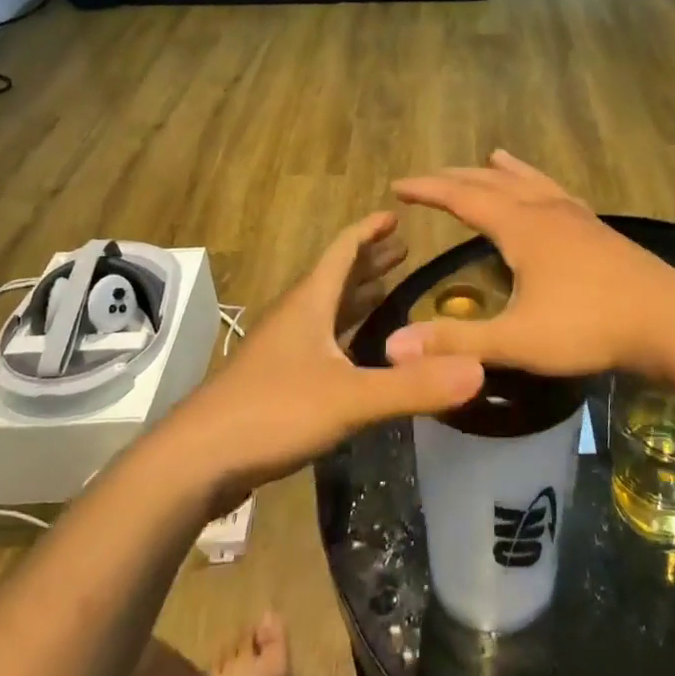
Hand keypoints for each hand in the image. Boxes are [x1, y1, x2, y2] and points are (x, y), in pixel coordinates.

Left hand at [170, 213, 484, 498]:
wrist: (196, 461)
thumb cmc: (272, 412)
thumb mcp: (350, 399)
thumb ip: (413, 386)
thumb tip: (478, 368)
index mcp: (310, 303)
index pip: (343, 250)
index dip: (369, 230)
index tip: (396, 214)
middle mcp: (296, 317)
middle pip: (336, 276)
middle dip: (370, 260)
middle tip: (404, 250)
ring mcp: (282, 350)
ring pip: (326, 309)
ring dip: (357, 294)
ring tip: (388, 289)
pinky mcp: (276, 381)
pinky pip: (319, 341)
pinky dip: (344, 332)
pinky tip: (357, 353)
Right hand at [383, 151, 674, 378]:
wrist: (667, 319)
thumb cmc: (588, 326)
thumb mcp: (517, 340)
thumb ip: (456, 342)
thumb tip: (392, 346)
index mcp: (520, 226)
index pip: (462, 198)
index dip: (428, 190)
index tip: (398, 185)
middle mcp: (544, 209)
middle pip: (492, 182)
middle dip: (456, 178)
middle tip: (428, 178)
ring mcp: (575, 216)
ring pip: (529, 181)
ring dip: (502, 172)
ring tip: (491, 157)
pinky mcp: (597, 229)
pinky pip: (556, 192)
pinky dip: (539, 183)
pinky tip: (548, 194)